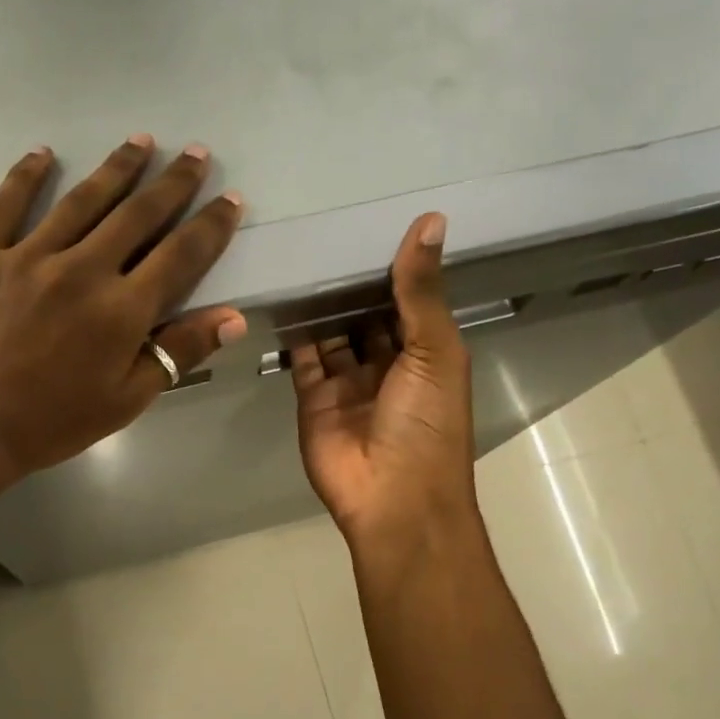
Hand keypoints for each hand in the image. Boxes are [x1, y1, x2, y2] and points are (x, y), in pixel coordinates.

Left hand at [0, 135, 245, 498]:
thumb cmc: (47, 425)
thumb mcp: (124, 401)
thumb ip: (178, 353)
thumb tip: (233, 317)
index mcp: (121, 311)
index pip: (180, 255)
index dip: (210, 226)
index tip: (230, 199)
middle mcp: (82, 270)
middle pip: (136, 215)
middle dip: (171, 183)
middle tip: (194, 153)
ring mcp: (28, 257)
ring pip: (82, 201)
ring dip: (116, 169)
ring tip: (140, 142)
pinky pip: (7, 205)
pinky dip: (26, 176)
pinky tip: (43, 154)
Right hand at [293, 214, 478, 547]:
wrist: (391, 498)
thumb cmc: (426, 423)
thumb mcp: (436, 351)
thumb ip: (422, 291)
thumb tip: (431, 220)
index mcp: (428, 354)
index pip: (409, 301)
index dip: (395, 267)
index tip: (373, 220)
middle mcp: (389, 365)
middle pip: (368, 316)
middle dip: (353, 284)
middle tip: (326, 230)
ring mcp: (348, 384)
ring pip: (334, 335)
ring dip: (322, 305)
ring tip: (300, 255)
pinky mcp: (313, 399)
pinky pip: (303, 359)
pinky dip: (295, 333)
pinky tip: (283, 297)